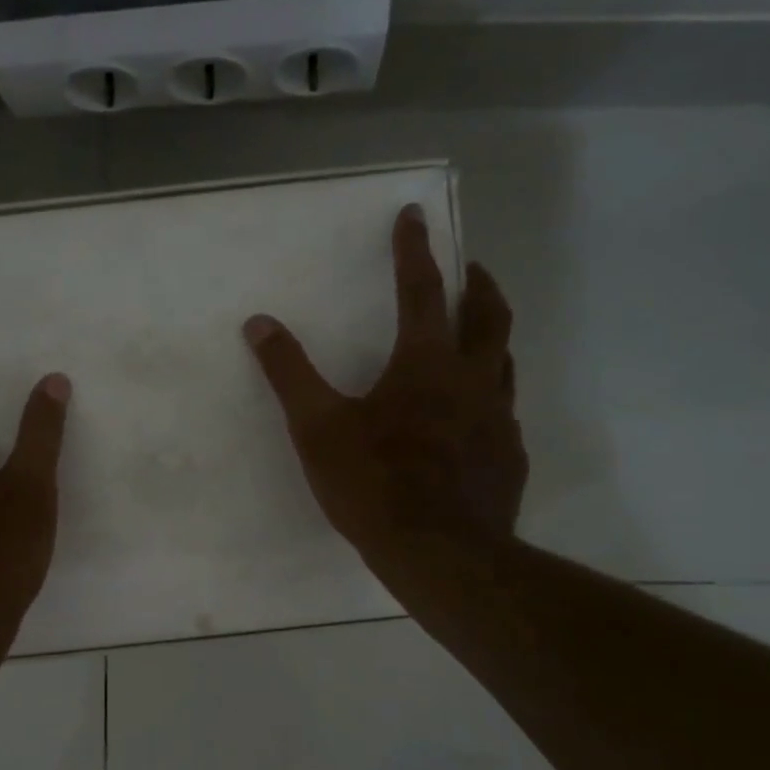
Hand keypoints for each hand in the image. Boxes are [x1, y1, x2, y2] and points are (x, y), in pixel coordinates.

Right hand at [243, 203, 526, 567]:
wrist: (441, 555)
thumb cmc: (375, 485)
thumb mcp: (317, 428)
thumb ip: (289, 373)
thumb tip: (259, 323)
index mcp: (425, 364)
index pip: (421, 290)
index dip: (414, 249)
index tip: (415, 214)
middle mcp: (472, 380)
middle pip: (488, 314)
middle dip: (477, 282)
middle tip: (468, 267)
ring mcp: (499, 419)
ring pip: (505, 360)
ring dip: (491, 336)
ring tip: (475, 334)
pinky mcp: (509, 456)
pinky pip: (504, 410)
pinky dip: (489, 394)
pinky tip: (473, 416)